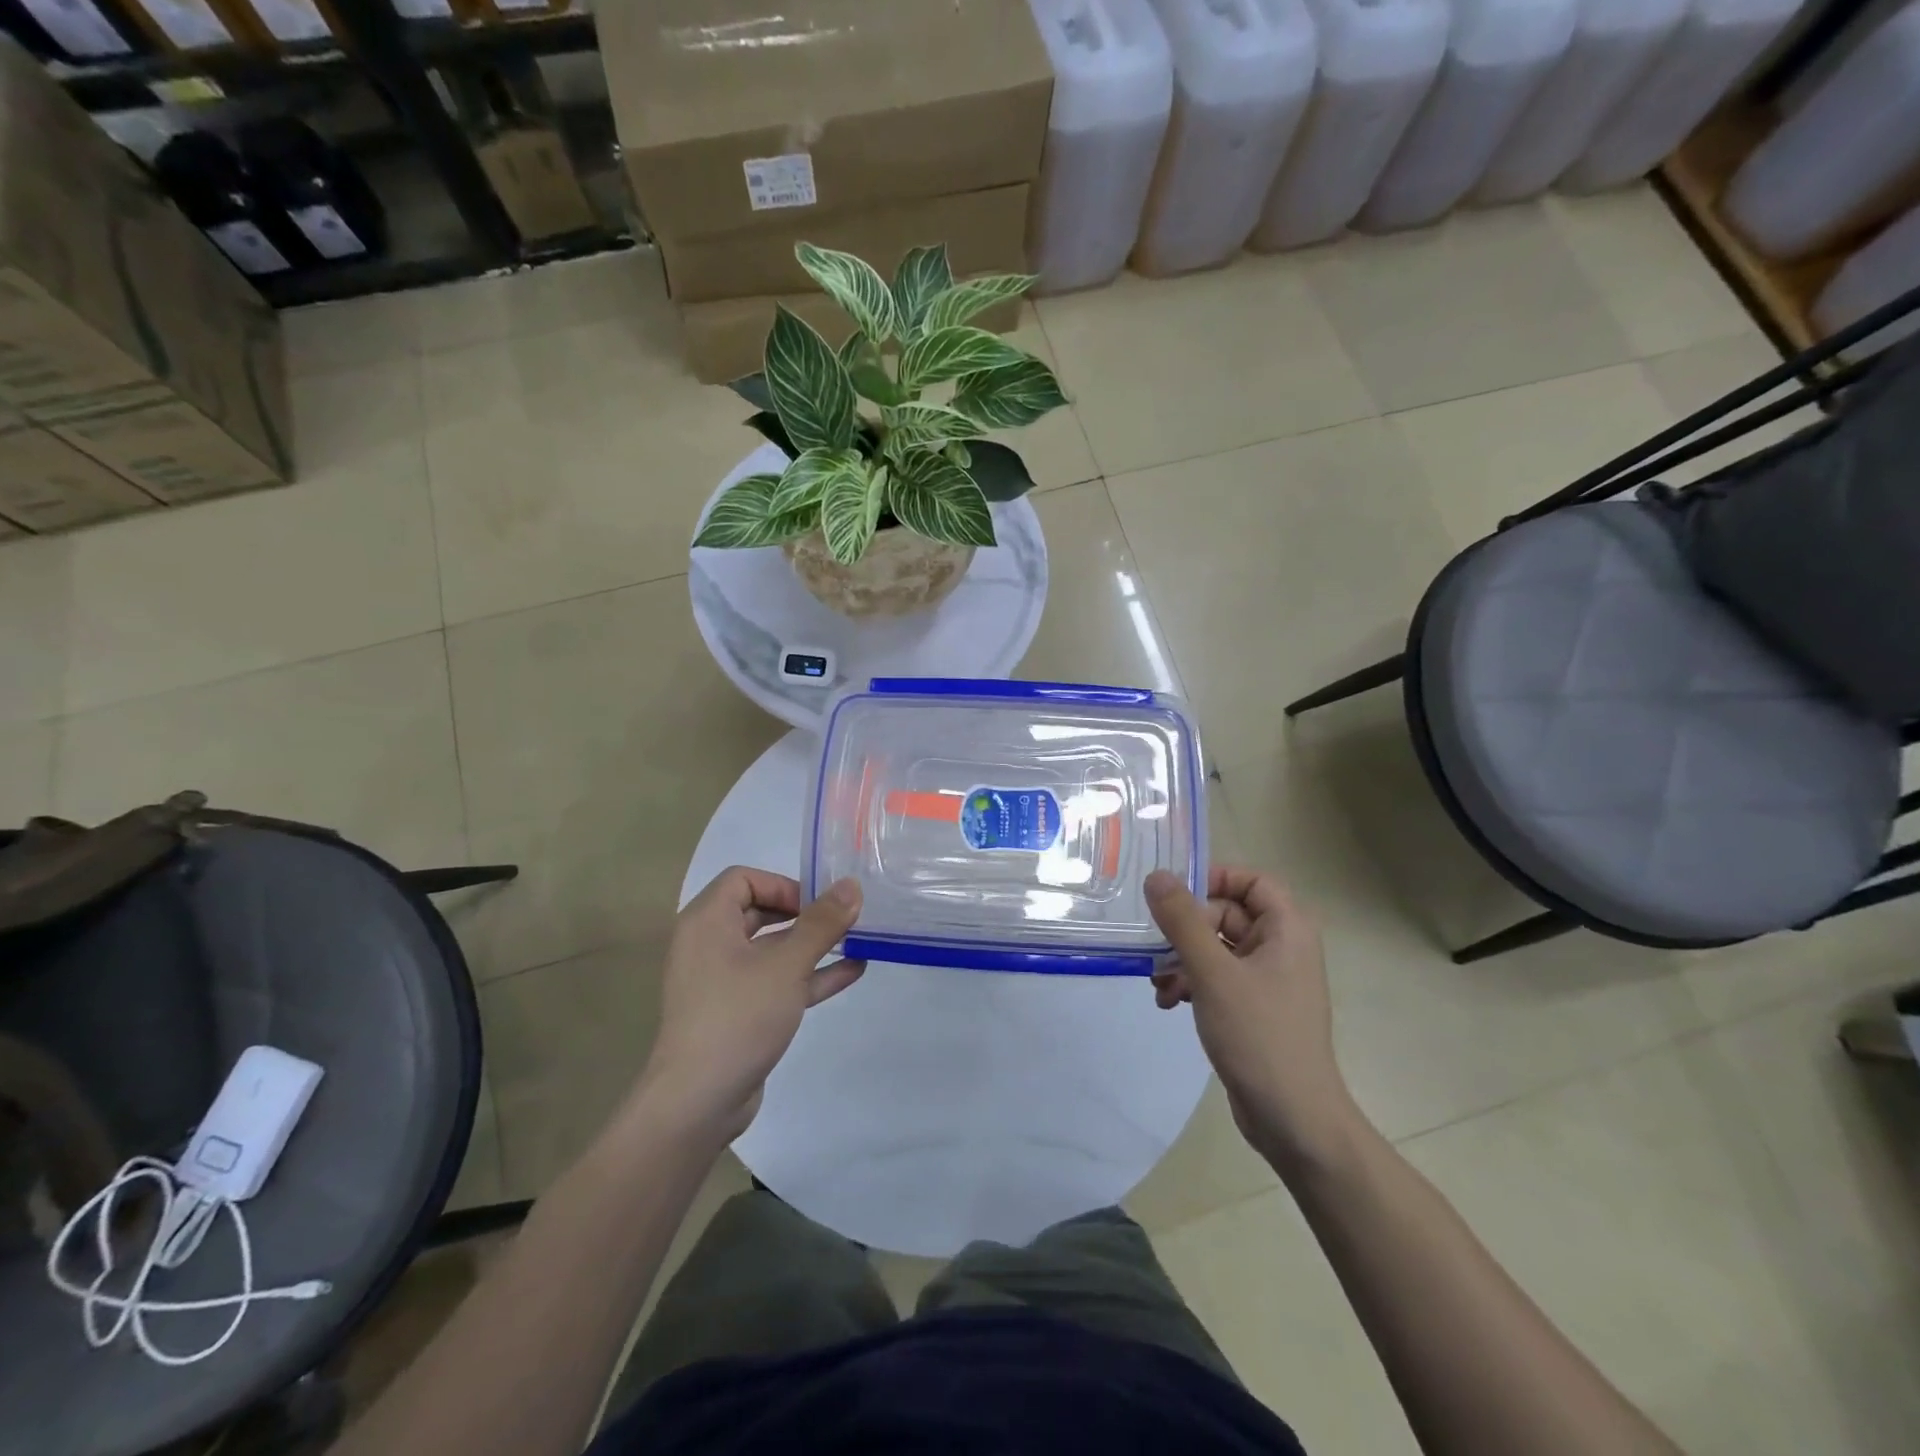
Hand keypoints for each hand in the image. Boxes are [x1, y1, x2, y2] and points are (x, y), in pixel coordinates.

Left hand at [634, 867, 864, 1142]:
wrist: (697, 1102)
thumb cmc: (738, 1017)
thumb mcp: (786, 965)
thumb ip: (821, 924)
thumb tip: (851, 886)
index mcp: (708, 922)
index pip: (743, 879)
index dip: (783, 885)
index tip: (817, 904)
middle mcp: (709, 945)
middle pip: (759, 911)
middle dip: (804, 914)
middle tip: (842, 920)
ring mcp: (722, 981)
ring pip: (771, 950)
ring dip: (811, 945)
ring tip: (856, 941)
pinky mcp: (736, 1012)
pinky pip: (774, 981)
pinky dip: (807, 975)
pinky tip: (850, 972)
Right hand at [1146, 866, 1362, 1170]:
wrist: (1293, 1119)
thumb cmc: (1259, 1035)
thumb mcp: (1213, 972)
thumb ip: (1182, 921)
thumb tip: (1156, 876)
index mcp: (1287, 929)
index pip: (1251, 880)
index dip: (1213, 878)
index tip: (1173, 894)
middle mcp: (1281, 947)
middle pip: (1226, 913)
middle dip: (1185, 930)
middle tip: (1156, 950)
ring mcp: (1267, 979)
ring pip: (1215, 947)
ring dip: (1181, 960)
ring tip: (1158, 984)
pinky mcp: (1253, 1007)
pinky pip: (1216, 977)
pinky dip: (1191, 983)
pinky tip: (1168, 1003)